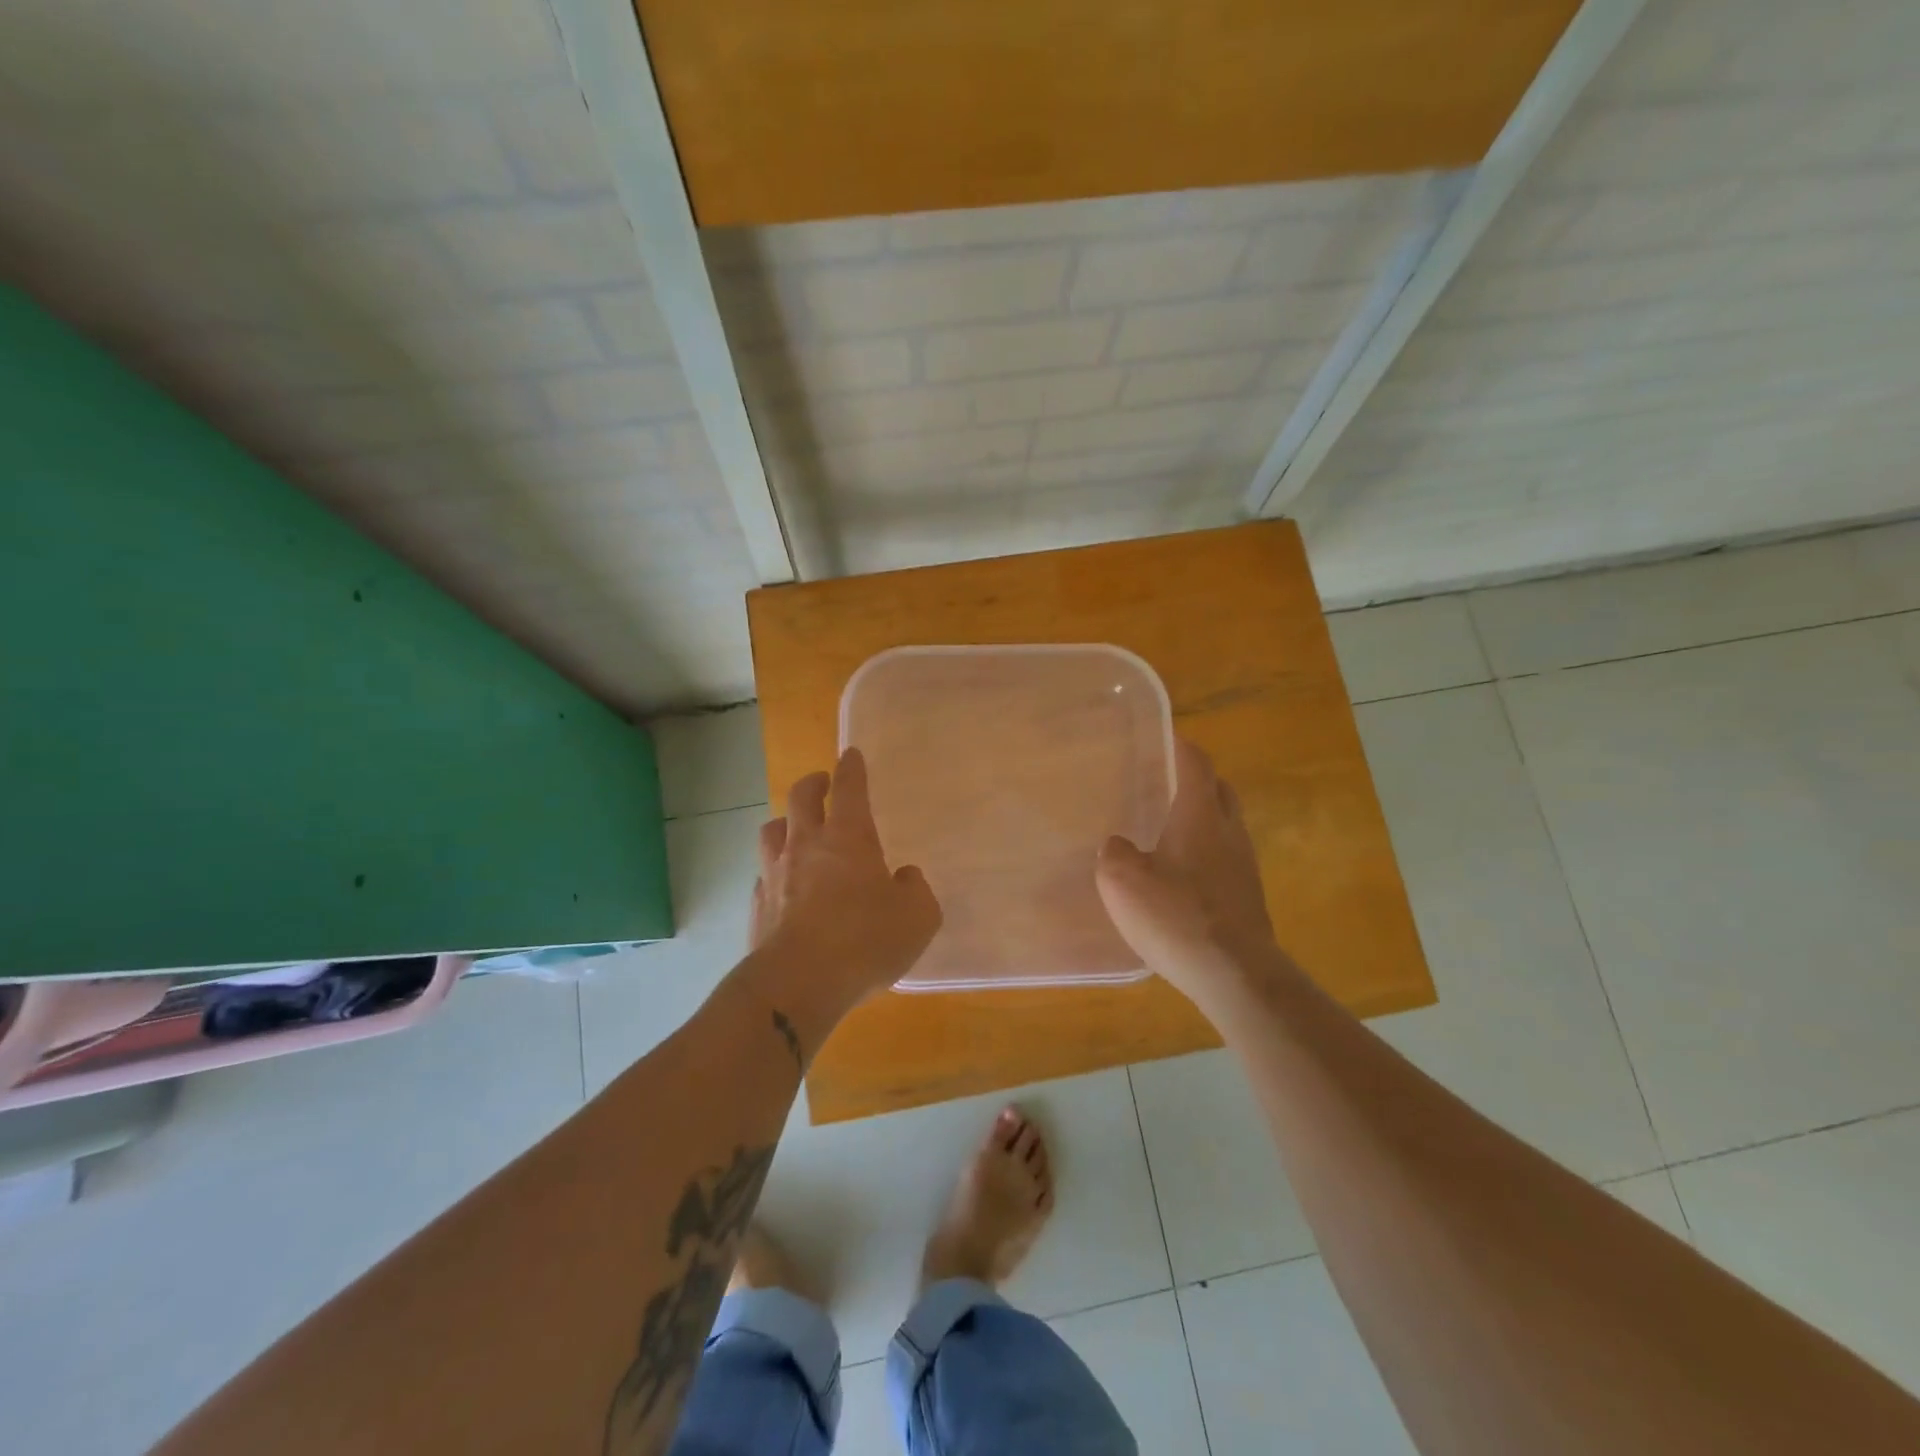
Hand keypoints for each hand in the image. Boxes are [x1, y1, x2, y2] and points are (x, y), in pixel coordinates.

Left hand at [749, 748, 941, 1007]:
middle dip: (813, 783)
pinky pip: (763, 875)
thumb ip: (916, 890)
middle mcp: (807, 846)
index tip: (851, 754)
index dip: (852, 768)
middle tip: (821, 783)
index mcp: (848, 838)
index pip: (850, 788)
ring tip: (794, 828)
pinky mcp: (758, 906)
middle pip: (801, 798)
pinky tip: (782, 885)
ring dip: (785, 822)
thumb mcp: (917, 917)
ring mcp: (776, 874)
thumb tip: (904, 878)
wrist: (798, 983)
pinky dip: (774, 871)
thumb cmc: (865, 940)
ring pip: (772, 831)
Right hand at [1096, 738, 1277, 1007]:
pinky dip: (1208, 854)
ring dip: (1204, 819)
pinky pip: (1227, 860)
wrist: (1235, 974)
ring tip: (1171, 829)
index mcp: (1200, 816)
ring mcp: (1245, 866)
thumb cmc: (1176, 916)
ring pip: (1227, 826)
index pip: (1196, 765)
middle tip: (1168, 782)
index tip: (1168, 737)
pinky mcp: (1249, 898)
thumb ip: (1115, 854)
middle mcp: (1229, 832)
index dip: (1182, 747)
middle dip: (1198, 780)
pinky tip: (1184, 876)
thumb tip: (1119, 845)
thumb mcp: (1122, 881)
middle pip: (1220, 791)